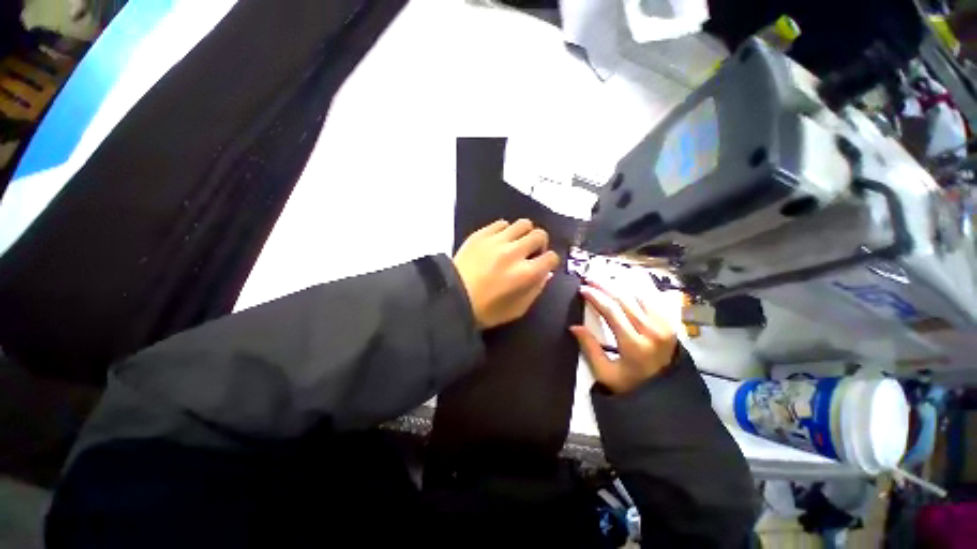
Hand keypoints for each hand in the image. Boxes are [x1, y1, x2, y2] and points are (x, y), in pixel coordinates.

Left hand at [453, 219, 560, 328]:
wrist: (452, 297)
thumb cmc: (486, 310)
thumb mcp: (517, 309)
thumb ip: (535, 290)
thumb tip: (546, 273)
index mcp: (525, 274)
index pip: (551, 257)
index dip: (550, 261)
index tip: (544, 264)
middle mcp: (515, 252)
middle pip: (540, 235)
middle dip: (540, 244)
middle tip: (531, 252)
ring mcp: (497, 241)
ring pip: (523, 223)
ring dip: (525, 233)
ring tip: (517, 243)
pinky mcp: (481, 234)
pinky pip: (501, 223)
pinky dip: (505, 231)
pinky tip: (499, 241)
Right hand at [570, 283, 677, 393]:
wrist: (665, 395)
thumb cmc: (630, 384)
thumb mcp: (605, 372)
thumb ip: (589, 348)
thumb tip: (573, 326)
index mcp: (634, 344)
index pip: (612, 310)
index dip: (595, 296)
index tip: (582, 289)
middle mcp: (652, 330)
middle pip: (625, 298)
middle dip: (604, 286)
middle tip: (589, 279)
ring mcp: (665, 325)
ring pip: (640, 295)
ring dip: (620, 284)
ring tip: (604, 279)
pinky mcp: (671, 323)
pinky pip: (654, 298)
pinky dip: (639, 287)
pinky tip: (628, 281)